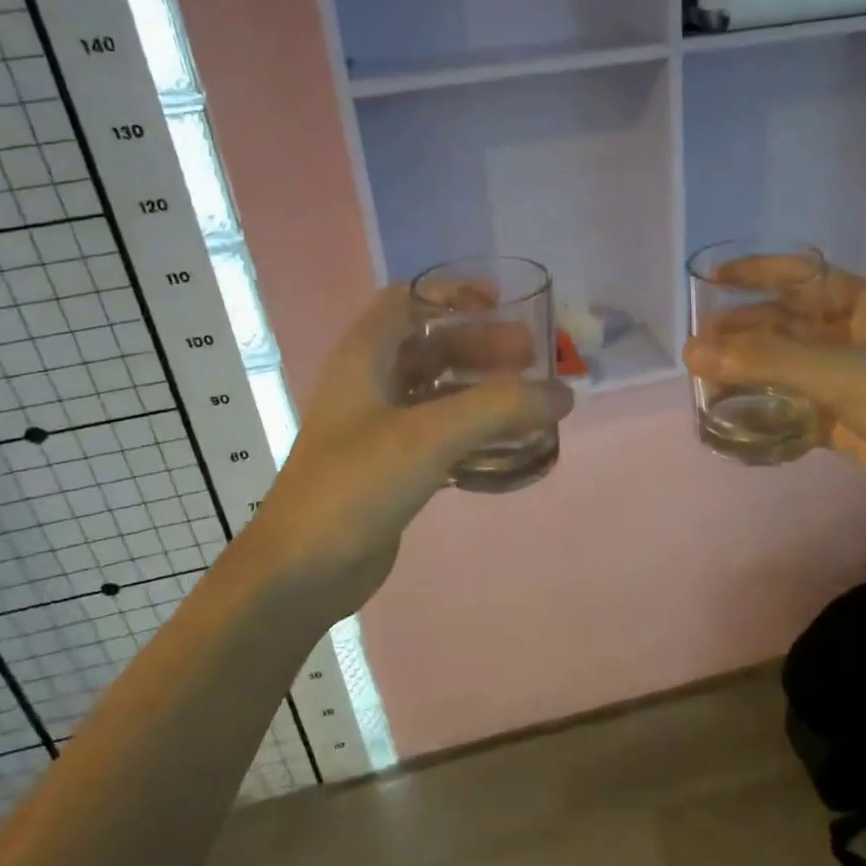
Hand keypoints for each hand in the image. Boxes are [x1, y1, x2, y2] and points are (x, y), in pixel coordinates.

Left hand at [238, 285, 572, 620]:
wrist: (302, 571)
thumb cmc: (355, 486)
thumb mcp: (429, 436)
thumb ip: (499, 408)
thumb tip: (563, 394)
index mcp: (364, 358)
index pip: (408, 300)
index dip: (453, 293)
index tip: (502, 304)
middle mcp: (369, 384)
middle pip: (431, 345)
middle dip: (481, 345)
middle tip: (531, 358)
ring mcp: (378, 428)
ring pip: (438, 392)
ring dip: (481, 389)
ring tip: (529, 401)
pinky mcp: (391, 467)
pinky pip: (440, 433)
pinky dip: (473, 430)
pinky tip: (508, 445)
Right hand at [683, 261, 865, 541]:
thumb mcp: (844, 375)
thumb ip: (766, 361)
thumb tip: (692, 350)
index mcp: (865, 306)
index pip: (800, 275)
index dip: (754, 273)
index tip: (708, 281)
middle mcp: (857, 337)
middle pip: (788, 323)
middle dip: (744, 330)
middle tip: (697, 347)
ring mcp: (855, 382)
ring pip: (790, 367)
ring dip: (752, 372)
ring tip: (707, 382)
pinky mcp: (852, 422)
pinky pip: (798, 407)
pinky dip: (770, 411)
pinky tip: (738, 419)